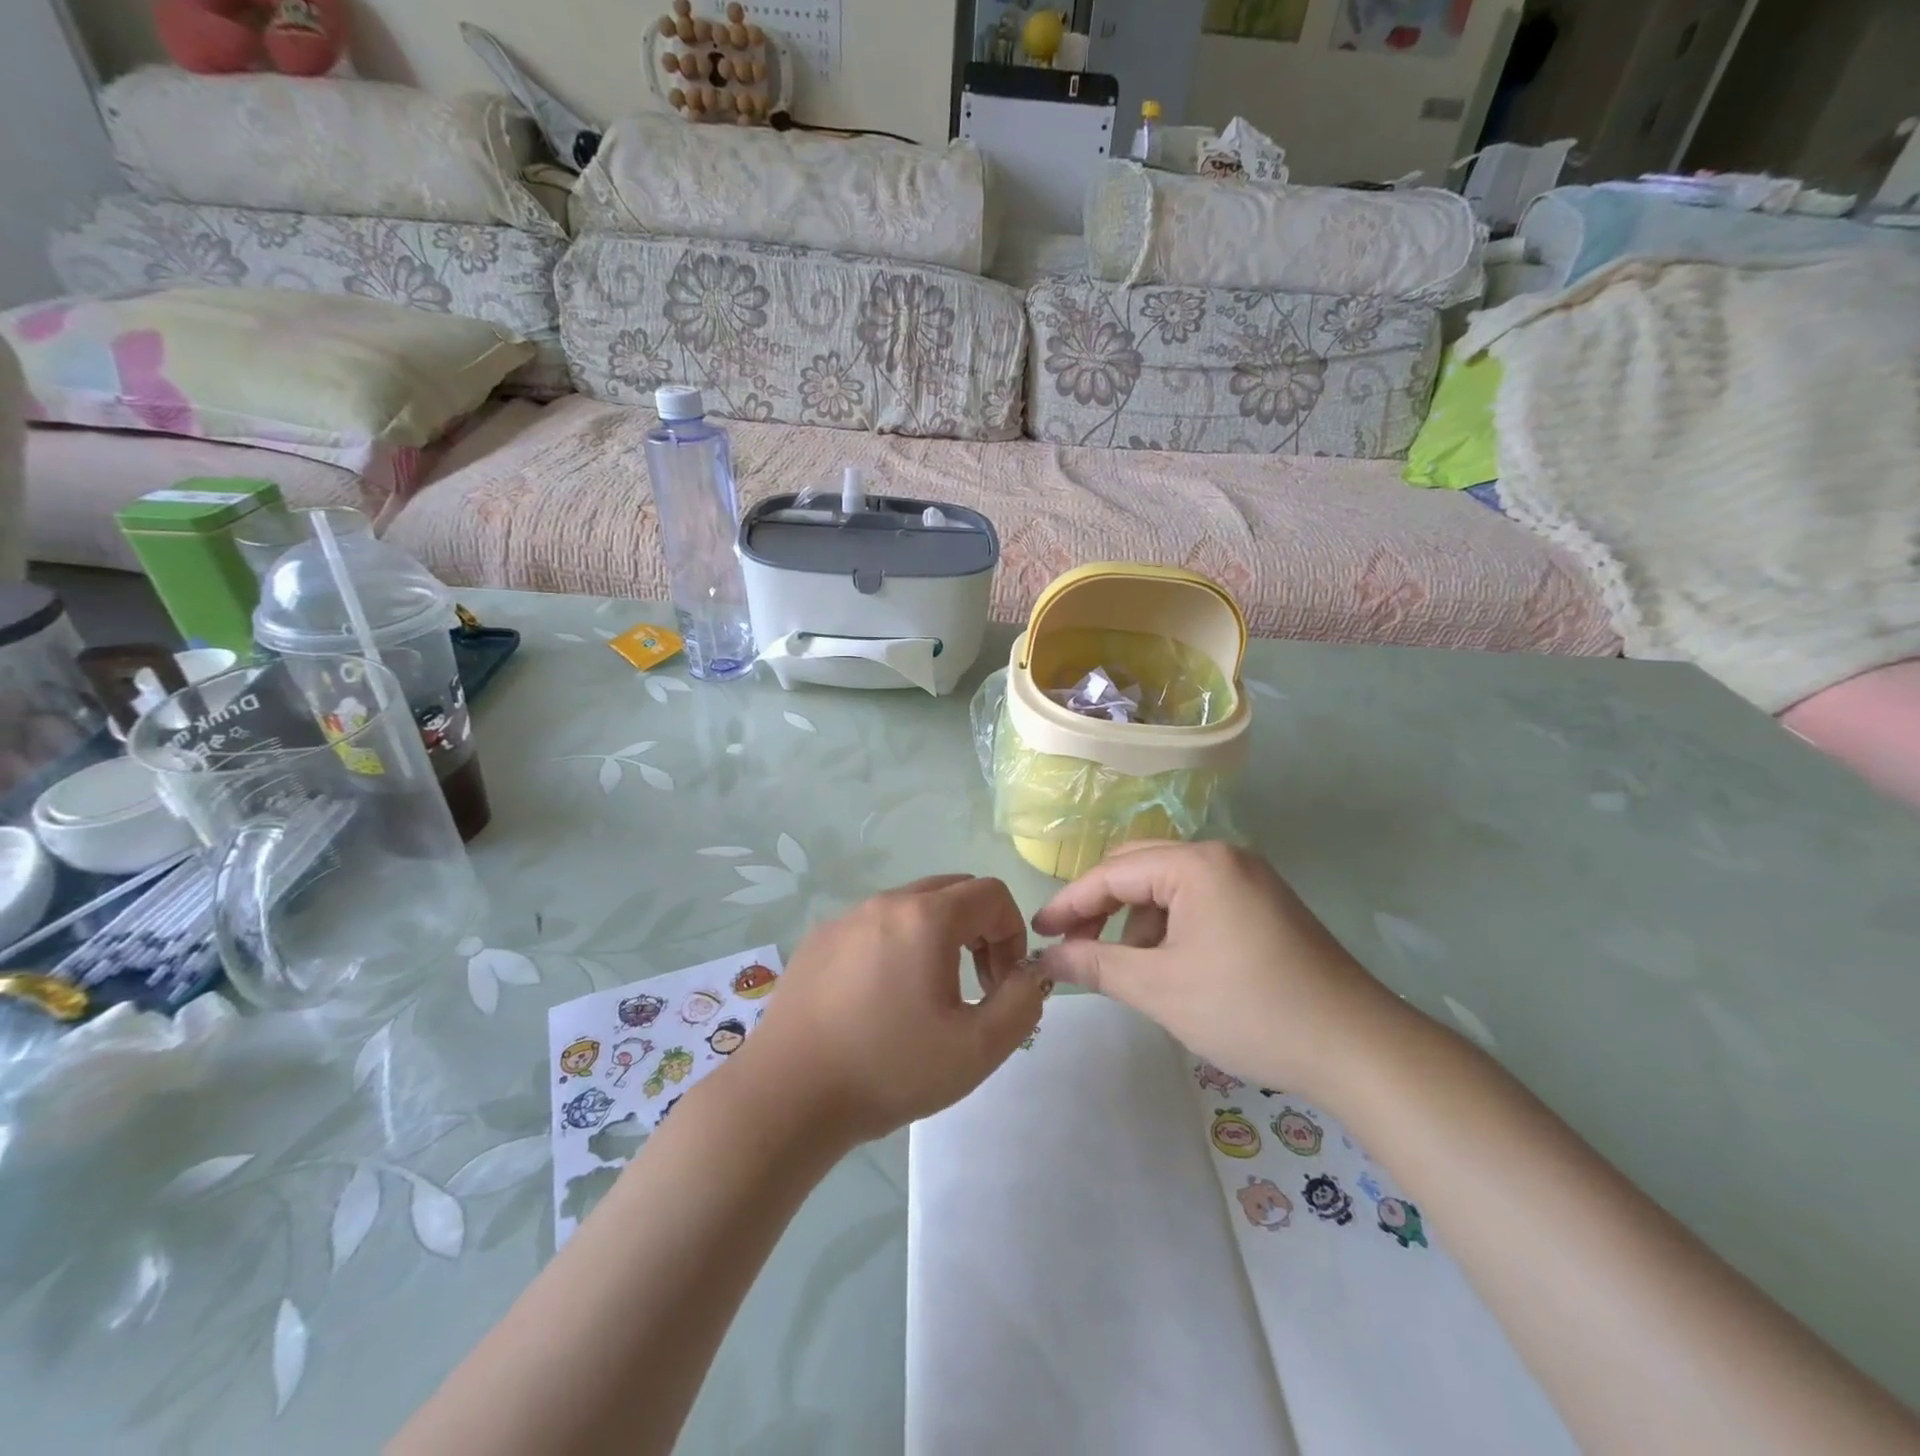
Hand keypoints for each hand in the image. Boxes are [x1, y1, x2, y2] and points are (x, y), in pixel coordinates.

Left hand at [735, 875, 1046, 1144]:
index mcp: (926, 917)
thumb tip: (1029, 975)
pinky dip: (896, 946)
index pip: (992, 894)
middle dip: (979, 930)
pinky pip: (874, 926)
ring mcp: (846, 917)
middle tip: (974, 985)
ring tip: (928, 995)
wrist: (788, 1096)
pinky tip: (879, 1000)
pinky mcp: (818, 940)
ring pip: (911, 907)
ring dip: (938, 937)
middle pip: (953, 891)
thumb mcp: (977, 1049)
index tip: (1000, 984)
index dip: (1012, 933)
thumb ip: (1022, 1003)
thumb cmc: (888, 1068)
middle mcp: (885, 902)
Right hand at [1032, 842, 1404, 1102]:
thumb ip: (1097, 965)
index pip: (1112, 873)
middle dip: (1101, 906)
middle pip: (1139, 867)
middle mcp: (1222, 856)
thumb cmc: (1249, 1010)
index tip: (1037, 933)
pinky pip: (1198, 900)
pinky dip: (1171, 926)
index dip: (1069, 903)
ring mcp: (1248, 878)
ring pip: (1168, 885)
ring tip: (1127, 967)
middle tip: (1072, 945)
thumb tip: (1047, 958)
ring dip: (1137, 919)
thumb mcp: (1160, 989)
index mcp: (1196, 864)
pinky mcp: (1264, 903)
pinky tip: (1170, 966)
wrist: (1358, 1048)